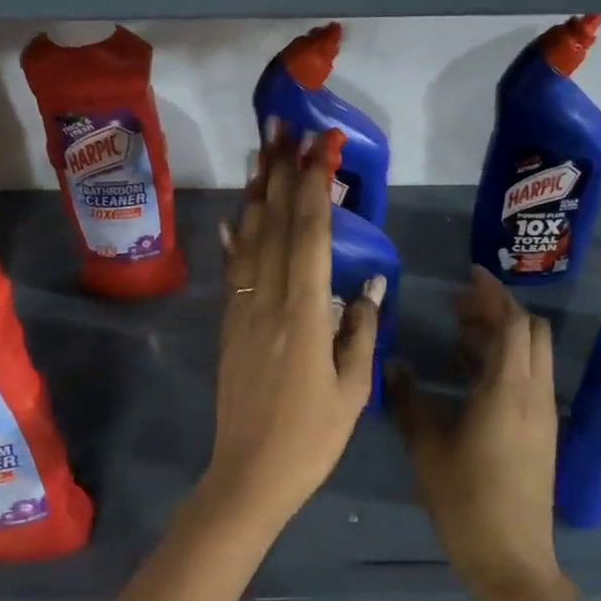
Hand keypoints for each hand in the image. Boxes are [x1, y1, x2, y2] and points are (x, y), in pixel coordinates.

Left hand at [204, 123, 383, 523]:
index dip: (314, 185)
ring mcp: (241, 310)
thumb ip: (361, 330)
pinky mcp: (228, 325)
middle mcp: (267, 299)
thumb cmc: (311, 438)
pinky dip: (236, 238)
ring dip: (257, 192)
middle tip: (283, 126)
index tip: (320, 146)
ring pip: (249, 240)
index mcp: (304, 313)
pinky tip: (236, 216)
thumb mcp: (354, 389)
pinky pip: (234, 270)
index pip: (310, 233)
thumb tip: (372, 283)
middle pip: (275, 223)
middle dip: (282, 171)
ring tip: (260, 153)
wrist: (248, 474)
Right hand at [388, 268, 578, 600]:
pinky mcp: (542, 431)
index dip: (493, 294)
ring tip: (459, 333)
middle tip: (458, 306)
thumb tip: (392, 365)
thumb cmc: (465, 501)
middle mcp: (534, 393)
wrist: (512, 558)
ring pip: (532, 355)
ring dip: (502, 336)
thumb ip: (408, 401)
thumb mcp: (426, 448)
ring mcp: (543, 413)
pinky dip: (506, 361)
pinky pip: (530, 377)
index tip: (468, 275)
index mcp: (508, 390)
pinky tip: (470, 372)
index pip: (512, 323)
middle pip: (530, 332)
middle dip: (499, 310)